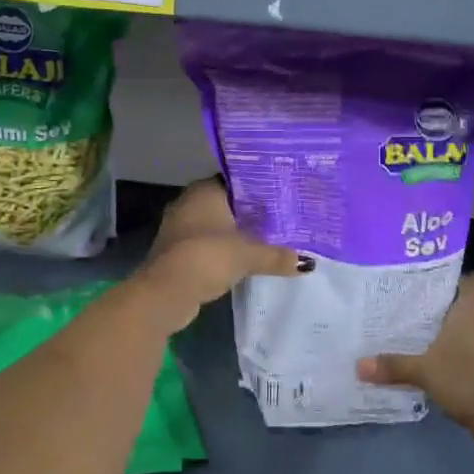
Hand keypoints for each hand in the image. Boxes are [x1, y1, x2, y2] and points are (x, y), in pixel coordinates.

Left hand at [139, 179, 307, 327]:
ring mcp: (180, 227)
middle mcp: (189, 202)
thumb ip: (277, 255)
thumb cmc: (207, 257)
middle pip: (228, 203)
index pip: (237, 180)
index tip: (283, 196)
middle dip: (252, 213)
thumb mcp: (249, 255)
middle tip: (283, 219)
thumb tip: (307, 262)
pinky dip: (224, 250)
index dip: (260, 188)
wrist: (166, 292)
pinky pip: (208, 243)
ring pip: (217, 225)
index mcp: (205, 190)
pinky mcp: (178, 251)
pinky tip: (245, 259)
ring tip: (270, 239)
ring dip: (237, 233)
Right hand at [358, 273, 473, 455]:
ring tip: (421, 327)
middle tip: (413, 303)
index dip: (449, 277)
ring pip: (473, 323)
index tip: (424, 282)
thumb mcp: (424, 370)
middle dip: (445, 302)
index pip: (467, 277)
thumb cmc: (467, 377)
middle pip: (468, 299)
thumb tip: (358, 365)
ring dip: (454, 326)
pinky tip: (437, 354)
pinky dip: (461, 346)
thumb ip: (392, 365)